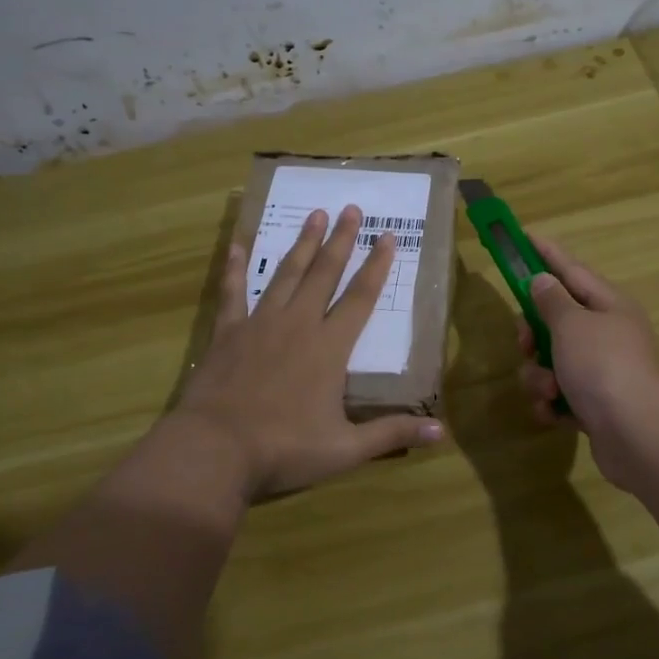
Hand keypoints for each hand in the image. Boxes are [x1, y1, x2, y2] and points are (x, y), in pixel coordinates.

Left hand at [177, 204, 443, 500]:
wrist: (215, 450)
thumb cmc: (284, 449)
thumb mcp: (345, 448)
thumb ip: (392, 433)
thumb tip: (442, 432)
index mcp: (329, 348)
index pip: (360, 298)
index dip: (377, 266)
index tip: (387, 236)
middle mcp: (298, 324)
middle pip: (325, 274)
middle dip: (341, 240)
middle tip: (351, 208)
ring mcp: (260, 324)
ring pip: (286, 274)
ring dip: (303, 243)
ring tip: (316, 215)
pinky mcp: (228, 333)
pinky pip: (232, 292)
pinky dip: (235, 268)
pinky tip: (238, 245)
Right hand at [515, 235, 658, 486]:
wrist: (636, 435)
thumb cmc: (602, 366)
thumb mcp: (571, 324)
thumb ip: (551, 300)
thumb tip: (542, 280)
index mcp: (609, 305)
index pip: (571, 270)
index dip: (545, 253)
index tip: (523, 236)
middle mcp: (608, 334)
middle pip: (556, 320)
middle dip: (533, 333)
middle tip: (525, 343)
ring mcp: (602, 371)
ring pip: (552, 360)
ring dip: (539, 375)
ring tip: (548, 389)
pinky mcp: (594, 405)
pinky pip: (559, 393)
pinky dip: (551, 402)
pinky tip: (553, 412)